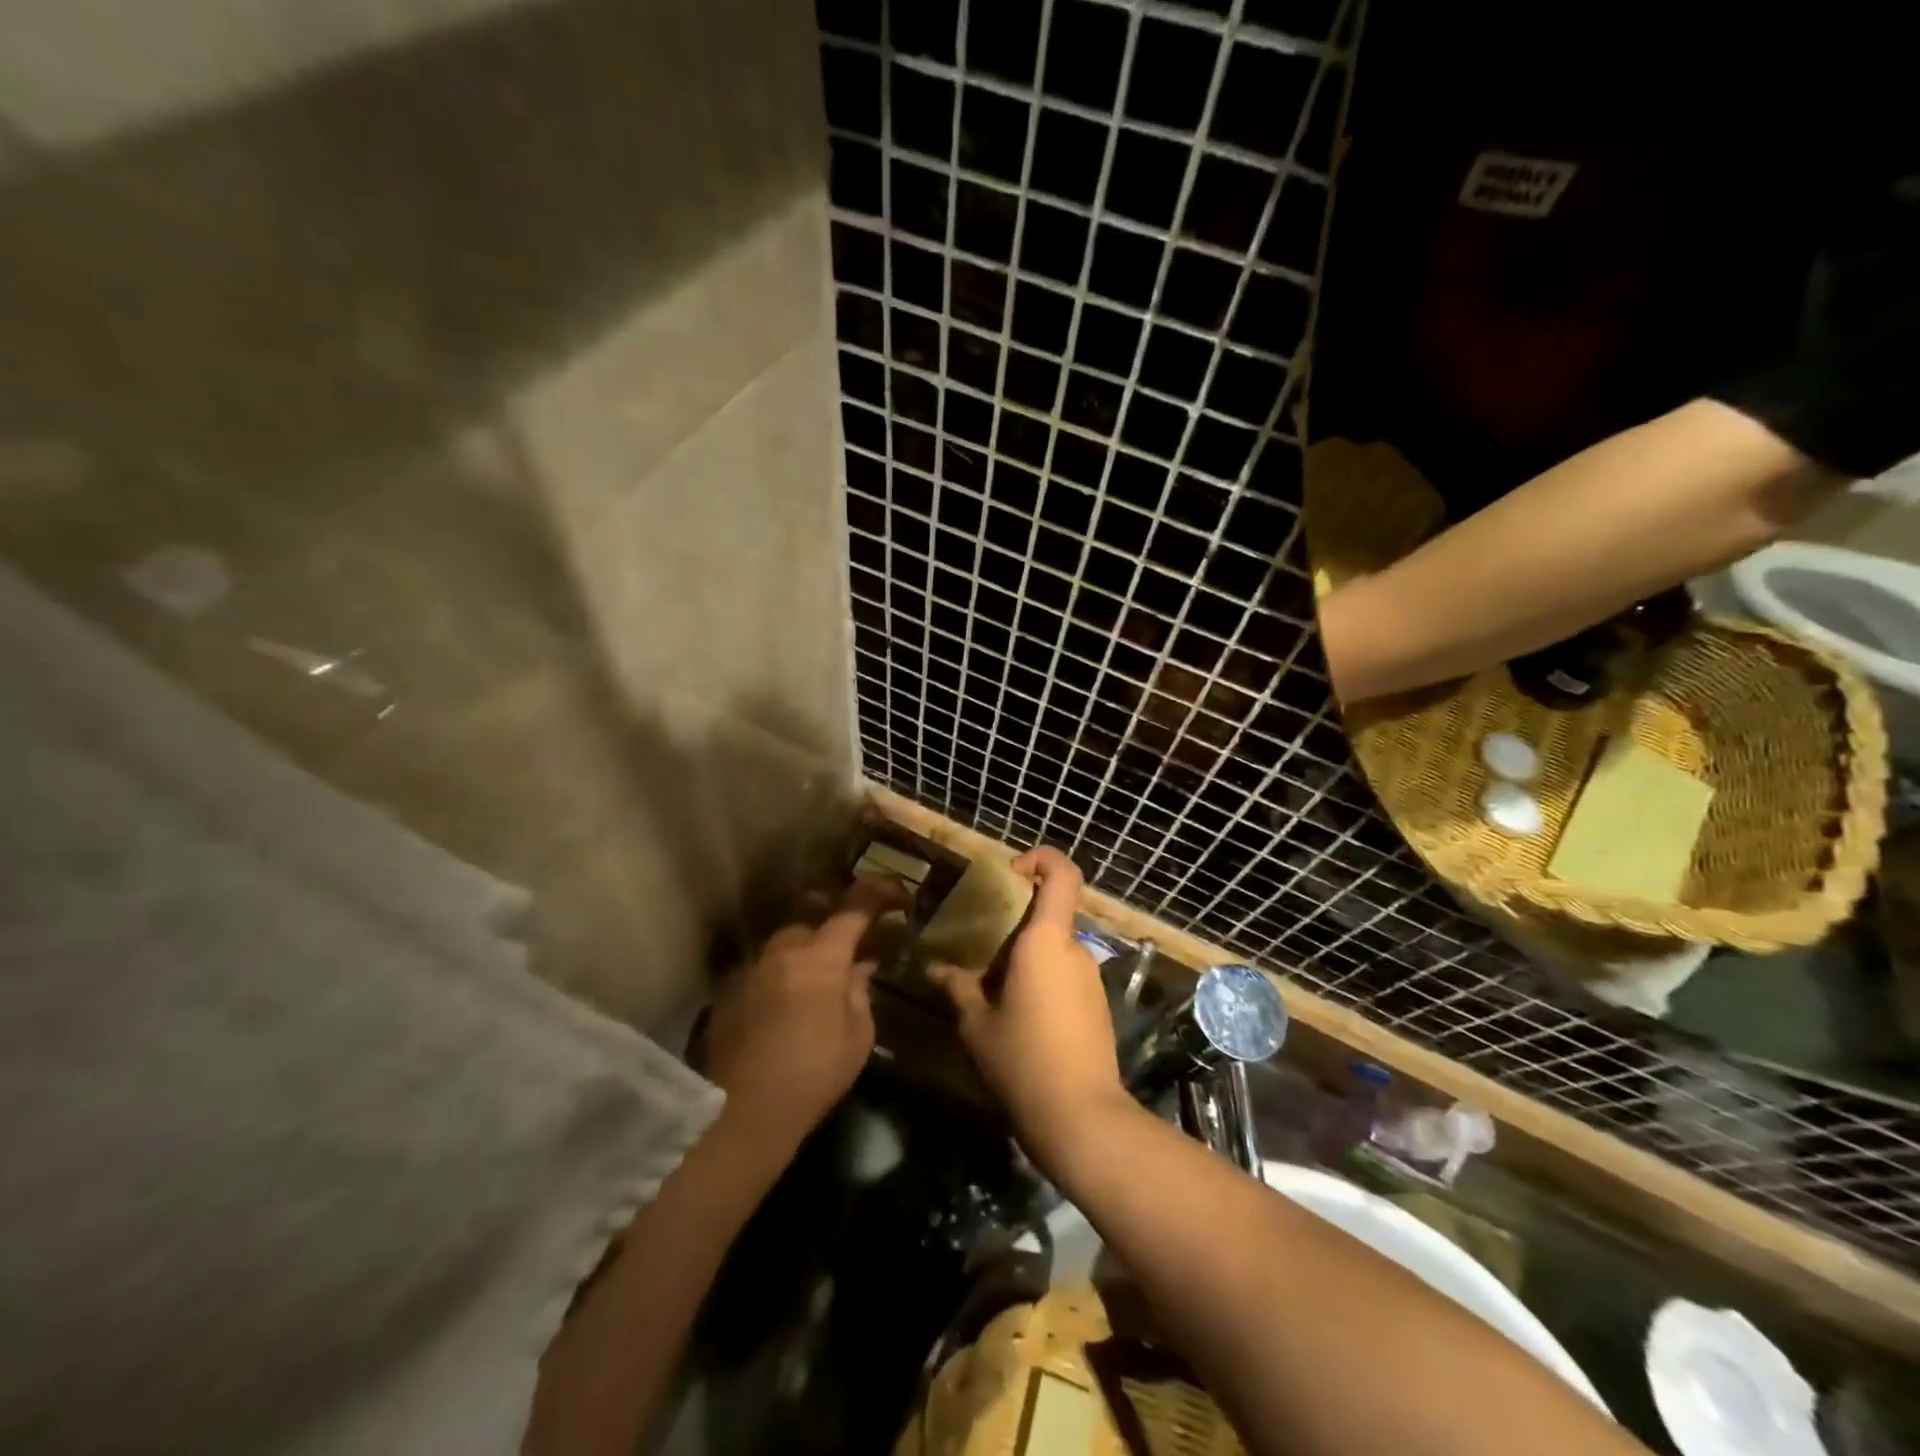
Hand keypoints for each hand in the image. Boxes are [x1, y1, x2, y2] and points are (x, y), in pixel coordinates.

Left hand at [701, 880, 894, 1155]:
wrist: (744, 1111)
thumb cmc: (814, 1073)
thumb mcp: (858, 1035)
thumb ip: (860, 991)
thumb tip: (860, 967)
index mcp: (822, 956)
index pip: (854, 907)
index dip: (879, 893)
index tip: (897, 896)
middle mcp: (784, 950)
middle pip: (813, 920)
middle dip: (835, 927)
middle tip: (851, 948)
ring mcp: (752, 968)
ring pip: (785, 944)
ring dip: (806, 953)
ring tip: (817, 981)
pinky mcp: (730, 992)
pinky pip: (764, 970)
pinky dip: (781, 976)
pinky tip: (786, 1006)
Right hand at [929, 849, 1129, 1172]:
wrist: (1082, 1118)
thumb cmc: (1023, 1060)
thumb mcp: (977, 1025)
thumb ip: (958, 988)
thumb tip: (935, 969)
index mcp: (1046, 941)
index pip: (1062, 874)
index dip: (1041, 859)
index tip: (1011, 872)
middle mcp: (1075, 950)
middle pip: (1050, 915)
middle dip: (1016, 924)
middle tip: (981, 949)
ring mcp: (1090, 978)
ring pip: (1056, 948)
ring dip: (1026, 958)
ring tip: (993, 989)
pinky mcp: (1097, 1005)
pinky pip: (1065, 975)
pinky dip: (1042, 980)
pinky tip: (1018, 1015)